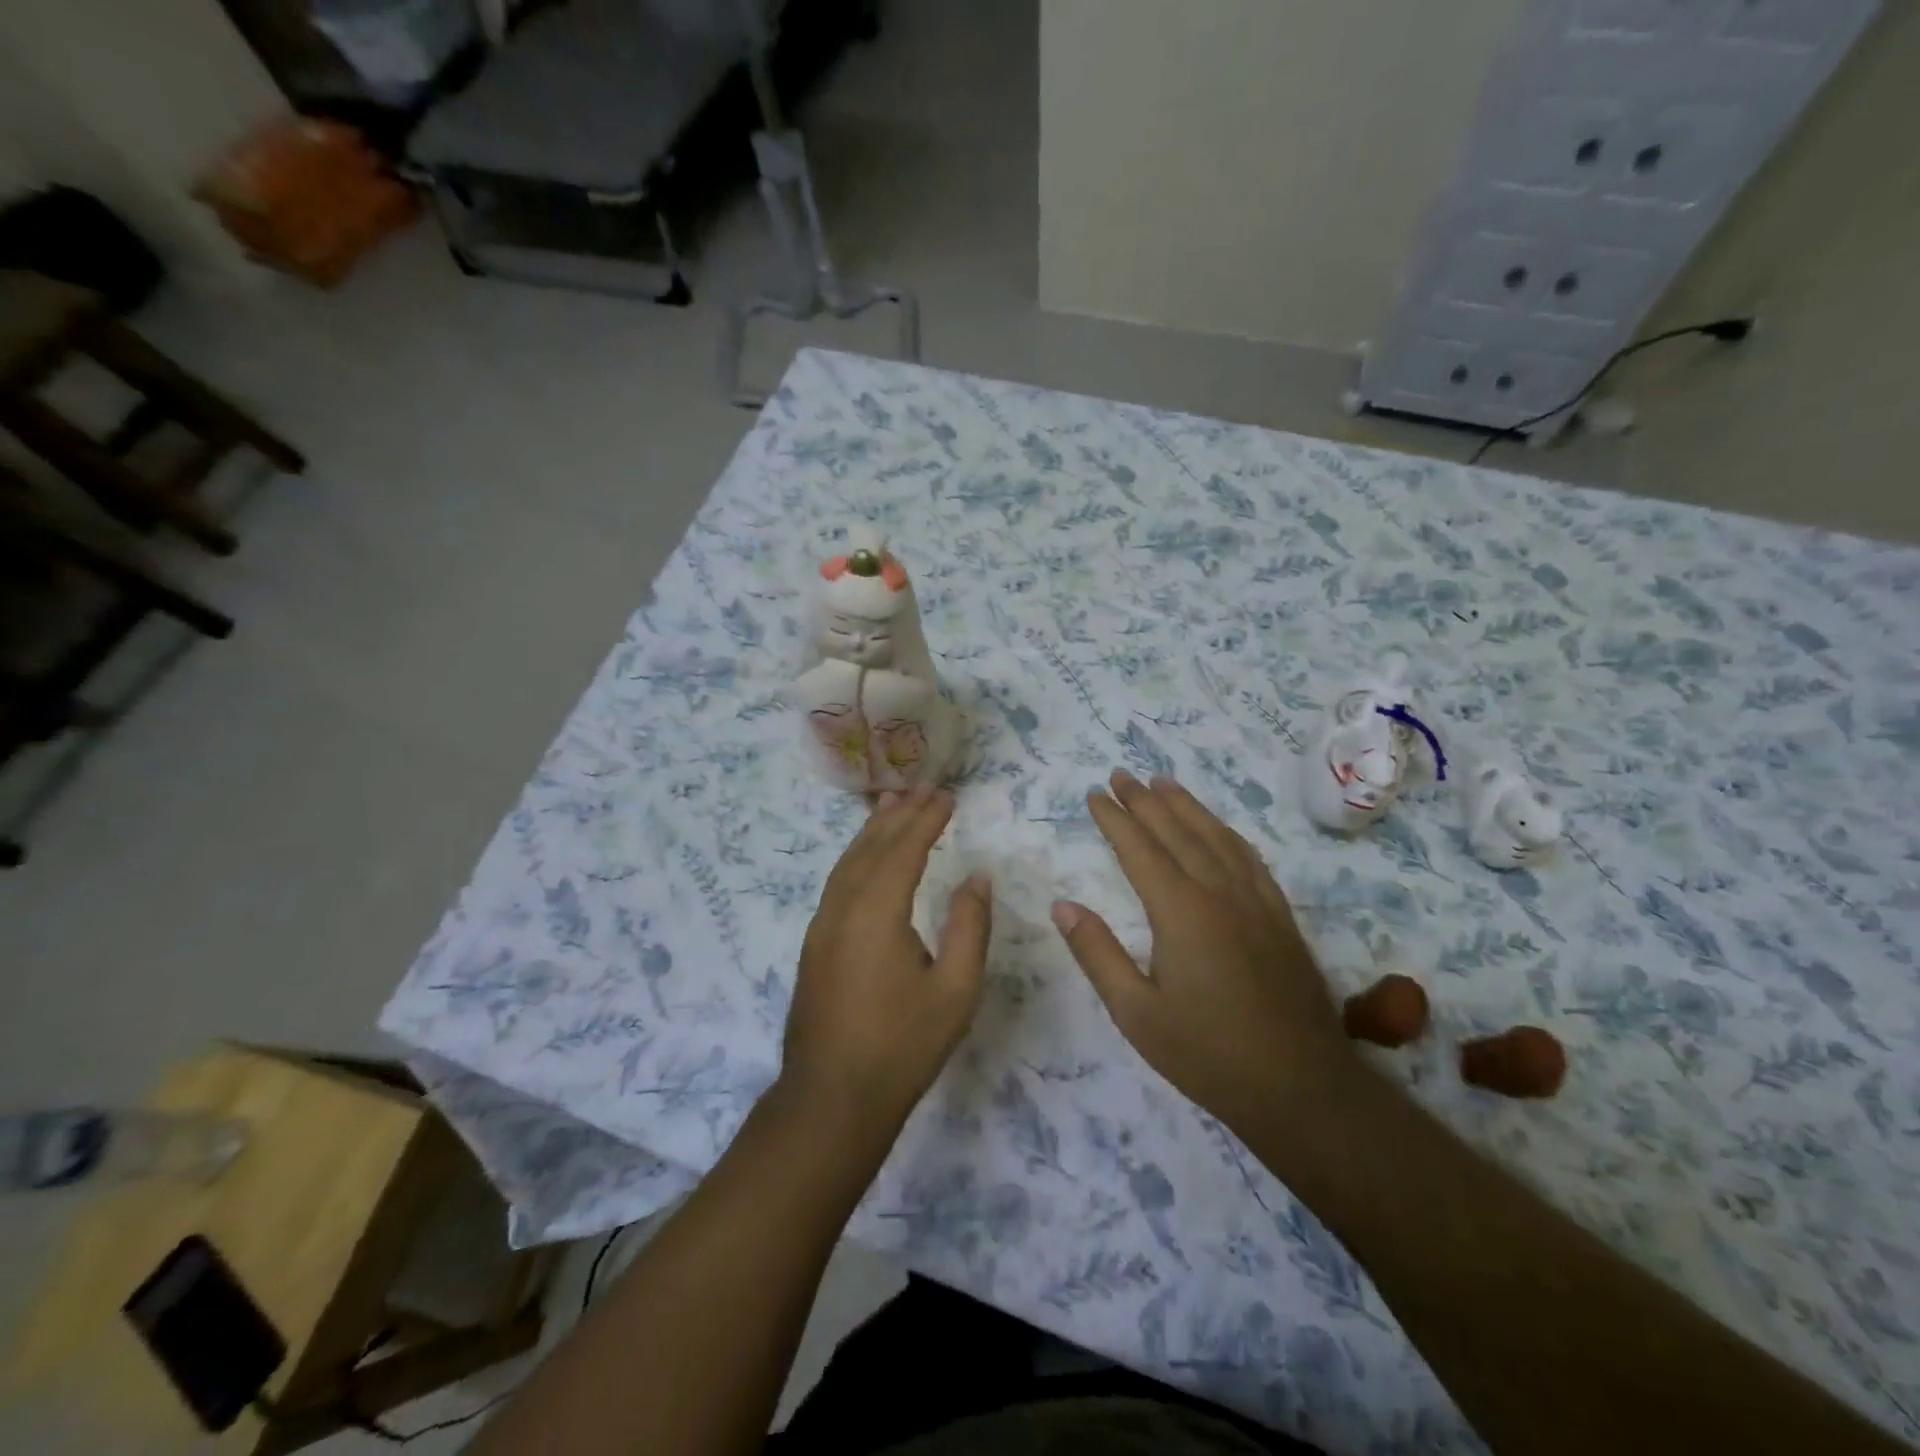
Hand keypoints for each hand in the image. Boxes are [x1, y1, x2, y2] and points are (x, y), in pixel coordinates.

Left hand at [782, 787, 990, 1135]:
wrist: (831, 1098)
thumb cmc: (902, 1046)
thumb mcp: (955, 991)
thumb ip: (969, 927)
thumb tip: (977, 877)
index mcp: (876, 913)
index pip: (904, 850)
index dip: (926, 820)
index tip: (947, 796)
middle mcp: (842, 908)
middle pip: (871, 847)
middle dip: (899, 815)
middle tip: (924, 789)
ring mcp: (822, 925)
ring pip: (848, 862)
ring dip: (872, 831)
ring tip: (892, 805)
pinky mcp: (815, 943)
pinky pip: (838, 881)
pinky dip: (856, 856)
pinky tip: (867, 857)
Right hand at [1054, 772, 1361, 1136]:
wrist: (1301, 1087)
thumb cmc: (1207, 1054)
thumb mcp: (1136, 1013)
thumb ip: (1098, 954)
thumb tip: (1063, 906)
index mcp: (1181, 912)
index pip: (1140, 849)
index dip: (1115, 819)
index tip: (1094, 794)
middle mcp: (1219, 892)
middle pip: (1177, 831)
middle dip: (1145, 800)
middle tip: (1120, 775)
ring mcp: (1255, 901)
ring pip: (1215, 836)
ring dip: (1186, 805)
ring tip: (1162, 782)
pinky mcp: (1280, 916)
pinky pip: (1249, 857)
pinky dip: (1226, 832)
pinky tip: (1218, 828)